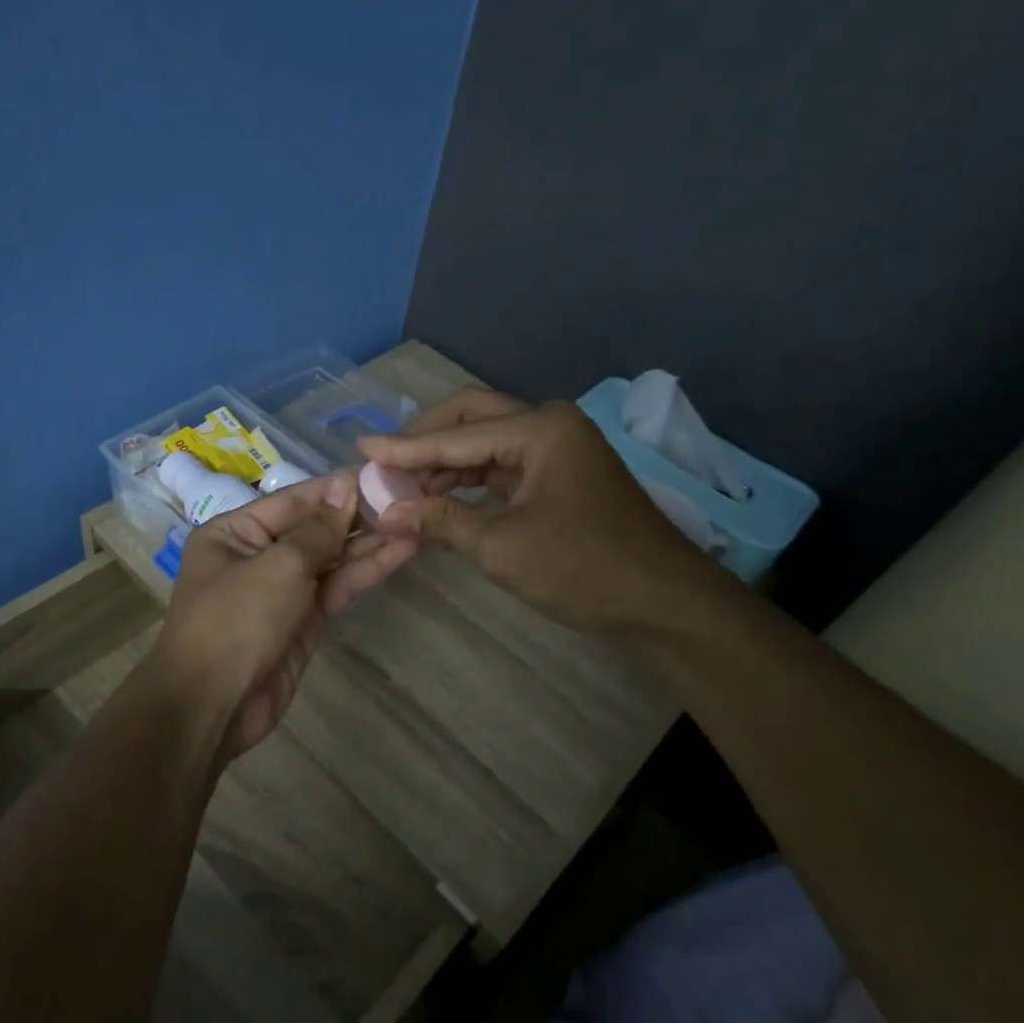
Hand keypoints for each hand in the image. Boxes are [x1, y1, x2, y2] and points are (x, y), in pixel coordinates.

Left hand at [152, 473, 413, 761]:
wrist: (213, 706)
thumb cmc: (236, 621)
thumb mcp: (278, 566)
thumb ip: (317, 530)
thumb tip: (344, 486)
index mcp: (234, 533)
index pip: (293, 500)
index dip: (336, 488)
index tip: (380, 473)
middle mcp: (256, 556)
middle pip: (313, 529)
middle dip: (358, 516)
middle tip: (408, 497)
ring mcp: (281, 591)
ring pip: (330, 560)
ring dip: (369, 544)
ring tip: (414, 522)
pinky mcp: (302, 622)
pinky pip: (335, 588)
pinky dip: (364, 572)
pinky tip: (399, 553)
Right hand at [356, 388, 711, 636]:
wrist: (664, 605)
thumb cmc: (584, 569)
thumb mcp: (503, 547)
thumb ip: (441, 522)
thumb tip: (385, 512)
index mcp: (541, 429)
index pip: (456, 435)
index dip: (404, 447)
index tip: (359, 450)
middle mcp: (549, 426)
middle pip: (472, 418)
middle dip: (425, 440)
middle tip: (383, 463)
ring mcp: (557, 451)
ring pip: (486, 442)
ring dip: (444, 461)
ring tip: (401, 487)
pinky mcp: (559, 477)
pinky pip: (502, 466)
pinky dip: (468, 480)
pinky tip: (439, 497)